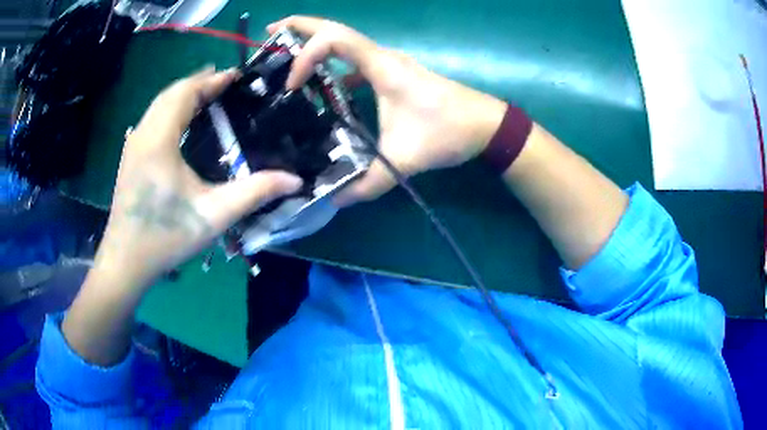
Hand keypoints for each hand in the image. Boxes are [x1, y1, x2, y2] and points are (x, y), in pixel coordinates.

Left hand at [94, 67, 302, 288]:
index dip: (212, 80)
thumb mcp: (213, 216)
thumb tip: (295, 180)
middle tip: (227, 85)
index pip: (185, 92)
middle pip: (171, 93)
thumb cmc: (165, 237)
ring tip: (209, 97)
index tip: (237, 77)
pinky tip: (184, 122)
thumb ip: (254, 193)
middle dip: (199, 83)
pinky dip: (171, 109)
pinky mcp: (130, 157)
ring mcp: (132, 145)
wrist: (125, 262)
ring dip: (184, 94)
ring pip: (159, 104)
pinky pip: (153, 119)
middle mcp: (142, 134)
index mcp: (159, 139)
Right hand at [268, 16, 506, 205]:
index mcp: (382, 66)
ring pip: (345, 43)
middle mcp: (382, 57)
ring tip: (286, 56)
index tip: (291, 85)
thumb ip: (368, 182)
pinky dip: (333, 67)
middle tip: (269, 33)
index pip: (333, 40)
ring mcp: (389, 64)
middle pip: (335, 29)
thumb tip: (335, 200)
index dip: (305, 55)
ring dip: (314, 45)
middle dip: (300, 27)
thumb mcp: (405, 158)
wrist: (486, 125)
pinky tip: (322, 87)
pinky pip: (355, 62)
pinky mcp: (394, 75)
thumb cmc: (449, 132)